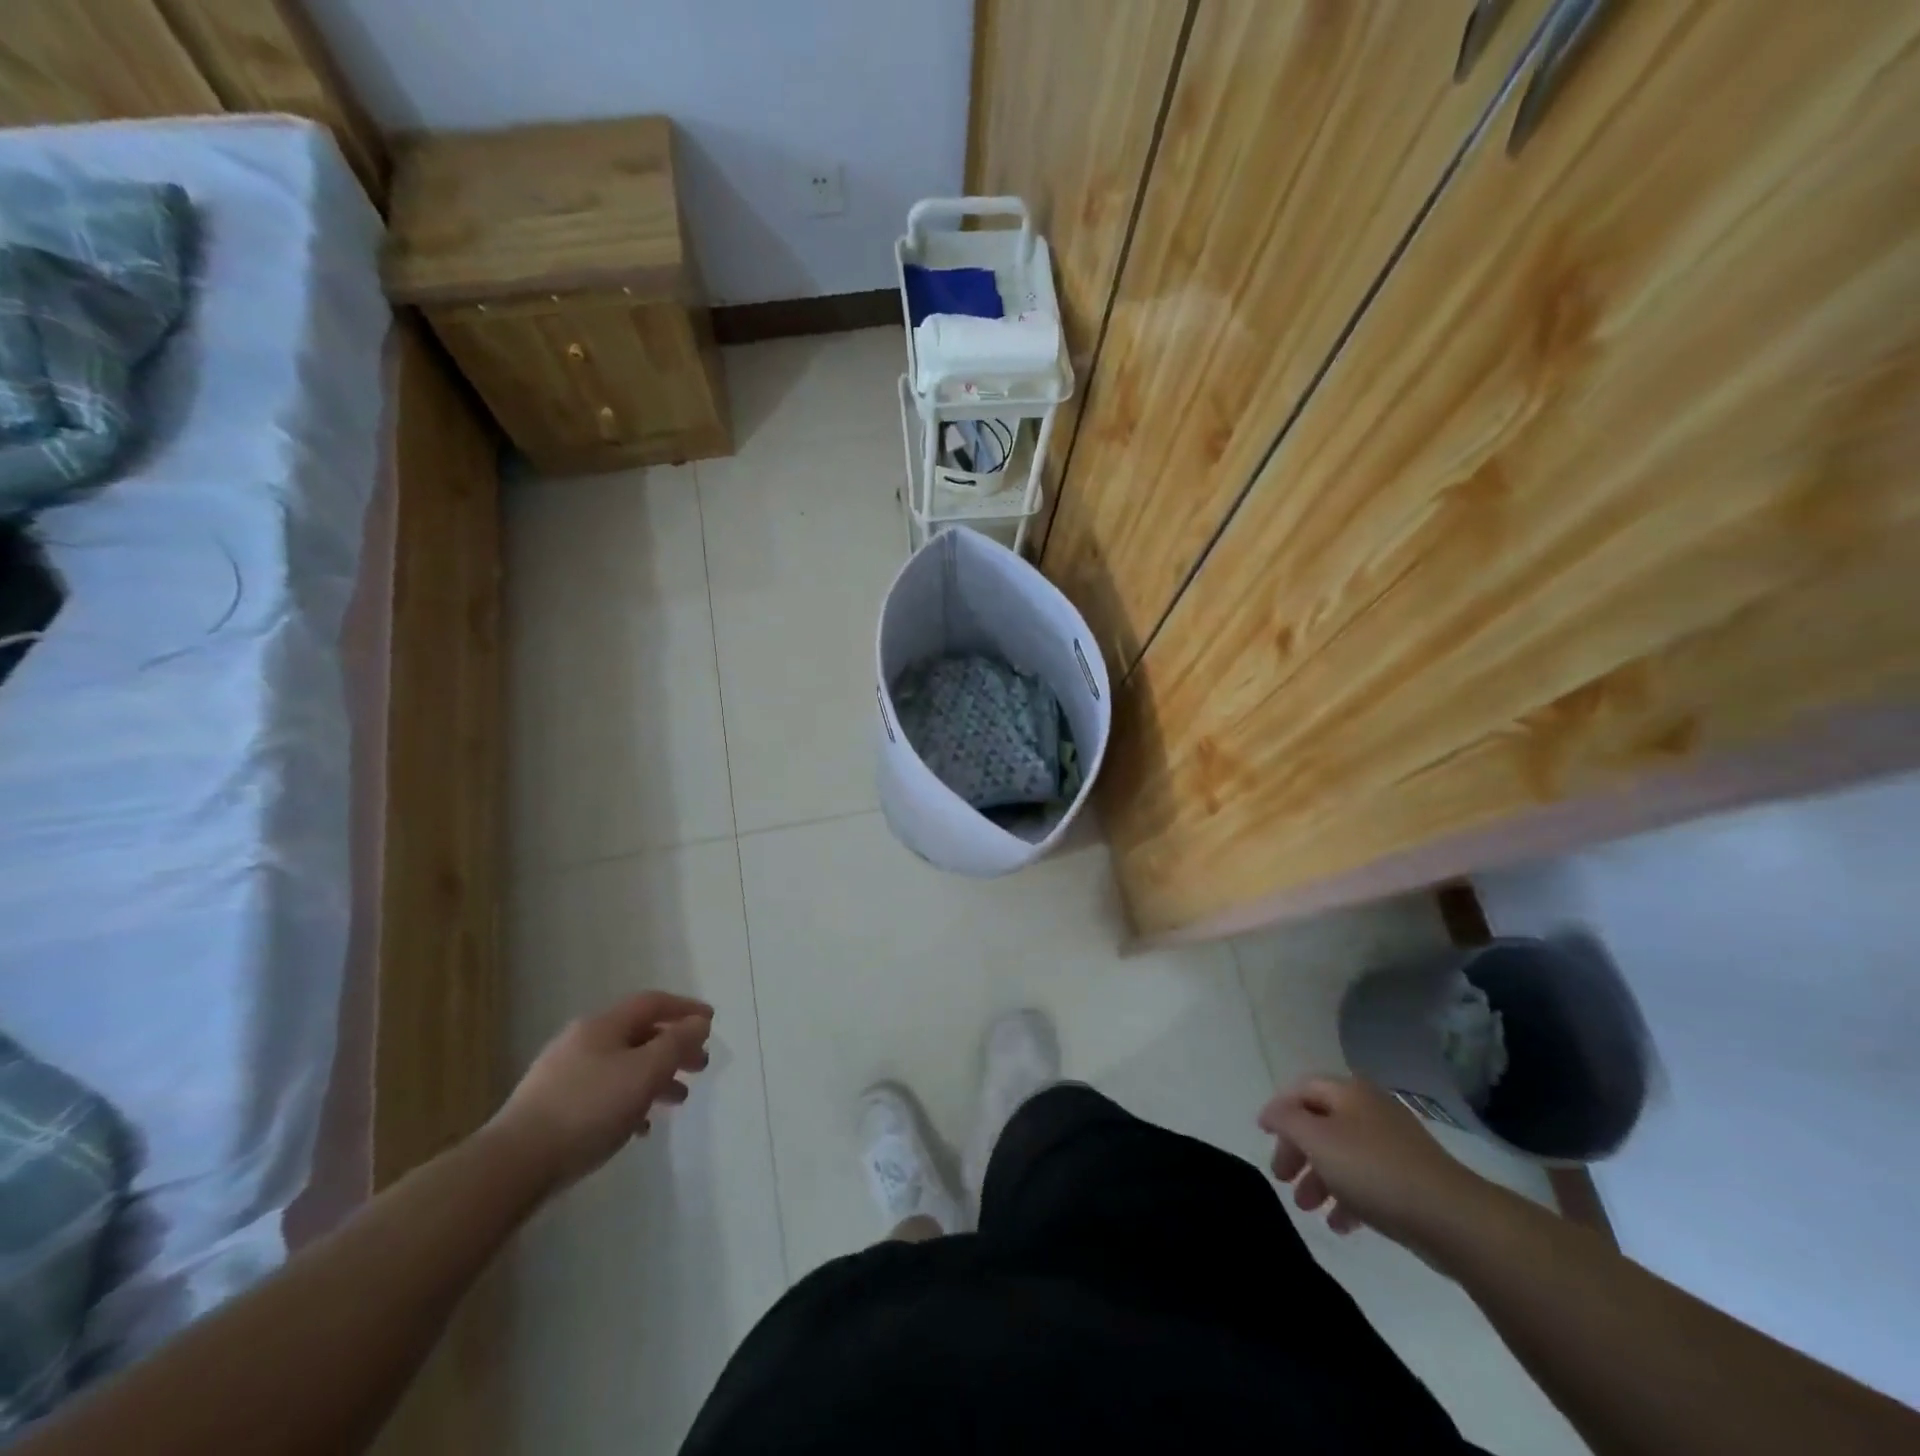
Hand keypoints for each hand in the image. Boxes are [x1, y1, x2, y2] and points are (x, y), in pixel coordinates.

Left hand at [491, 992, 713, 1192]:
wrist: (514, 1164)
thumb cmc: (589, 1109)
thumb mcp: (645, 1072)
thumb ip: (677, 1044)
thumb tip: (698, 1023)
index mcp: (603, 1025)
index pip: (652, 1002)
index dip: (685, 1008)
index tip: (711, 1022)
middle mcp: (582, 1040)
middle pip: (639, 1034)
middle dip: (674, 1047)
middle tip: (700, 1065)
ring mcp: (564, 1074)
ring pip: (623, 1065)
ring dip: (655, 1077)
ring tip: (678, 1099)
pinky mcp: (553, 1107)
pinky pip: (604, 1093)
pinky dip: (630, 1101)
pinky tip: (640, 1127)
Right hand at [1257, 1075, 1486, 1250]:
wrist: (1452, 1218)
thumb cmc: (1374, 1170)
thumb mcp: (1317, 1140)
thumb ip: (1287, 1120)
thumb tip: (1272, 1112)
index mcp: (1349, 1092)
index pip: (1302, 1089)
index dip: (1279, 1109)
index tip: (1262, 1135)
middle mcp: (1370, 1109)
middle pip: (1321, 1122)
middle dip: (1298, 1151)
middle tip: (1282, 1178)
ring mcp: (1394, 1144)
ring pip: (1343, 1154)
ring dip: (1320, 1178)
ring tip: (1307, 1208)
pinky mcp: (1412, 1178)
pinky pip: (1368, 1180)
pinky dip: (1349, 1197)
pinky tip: (1341, 1225)